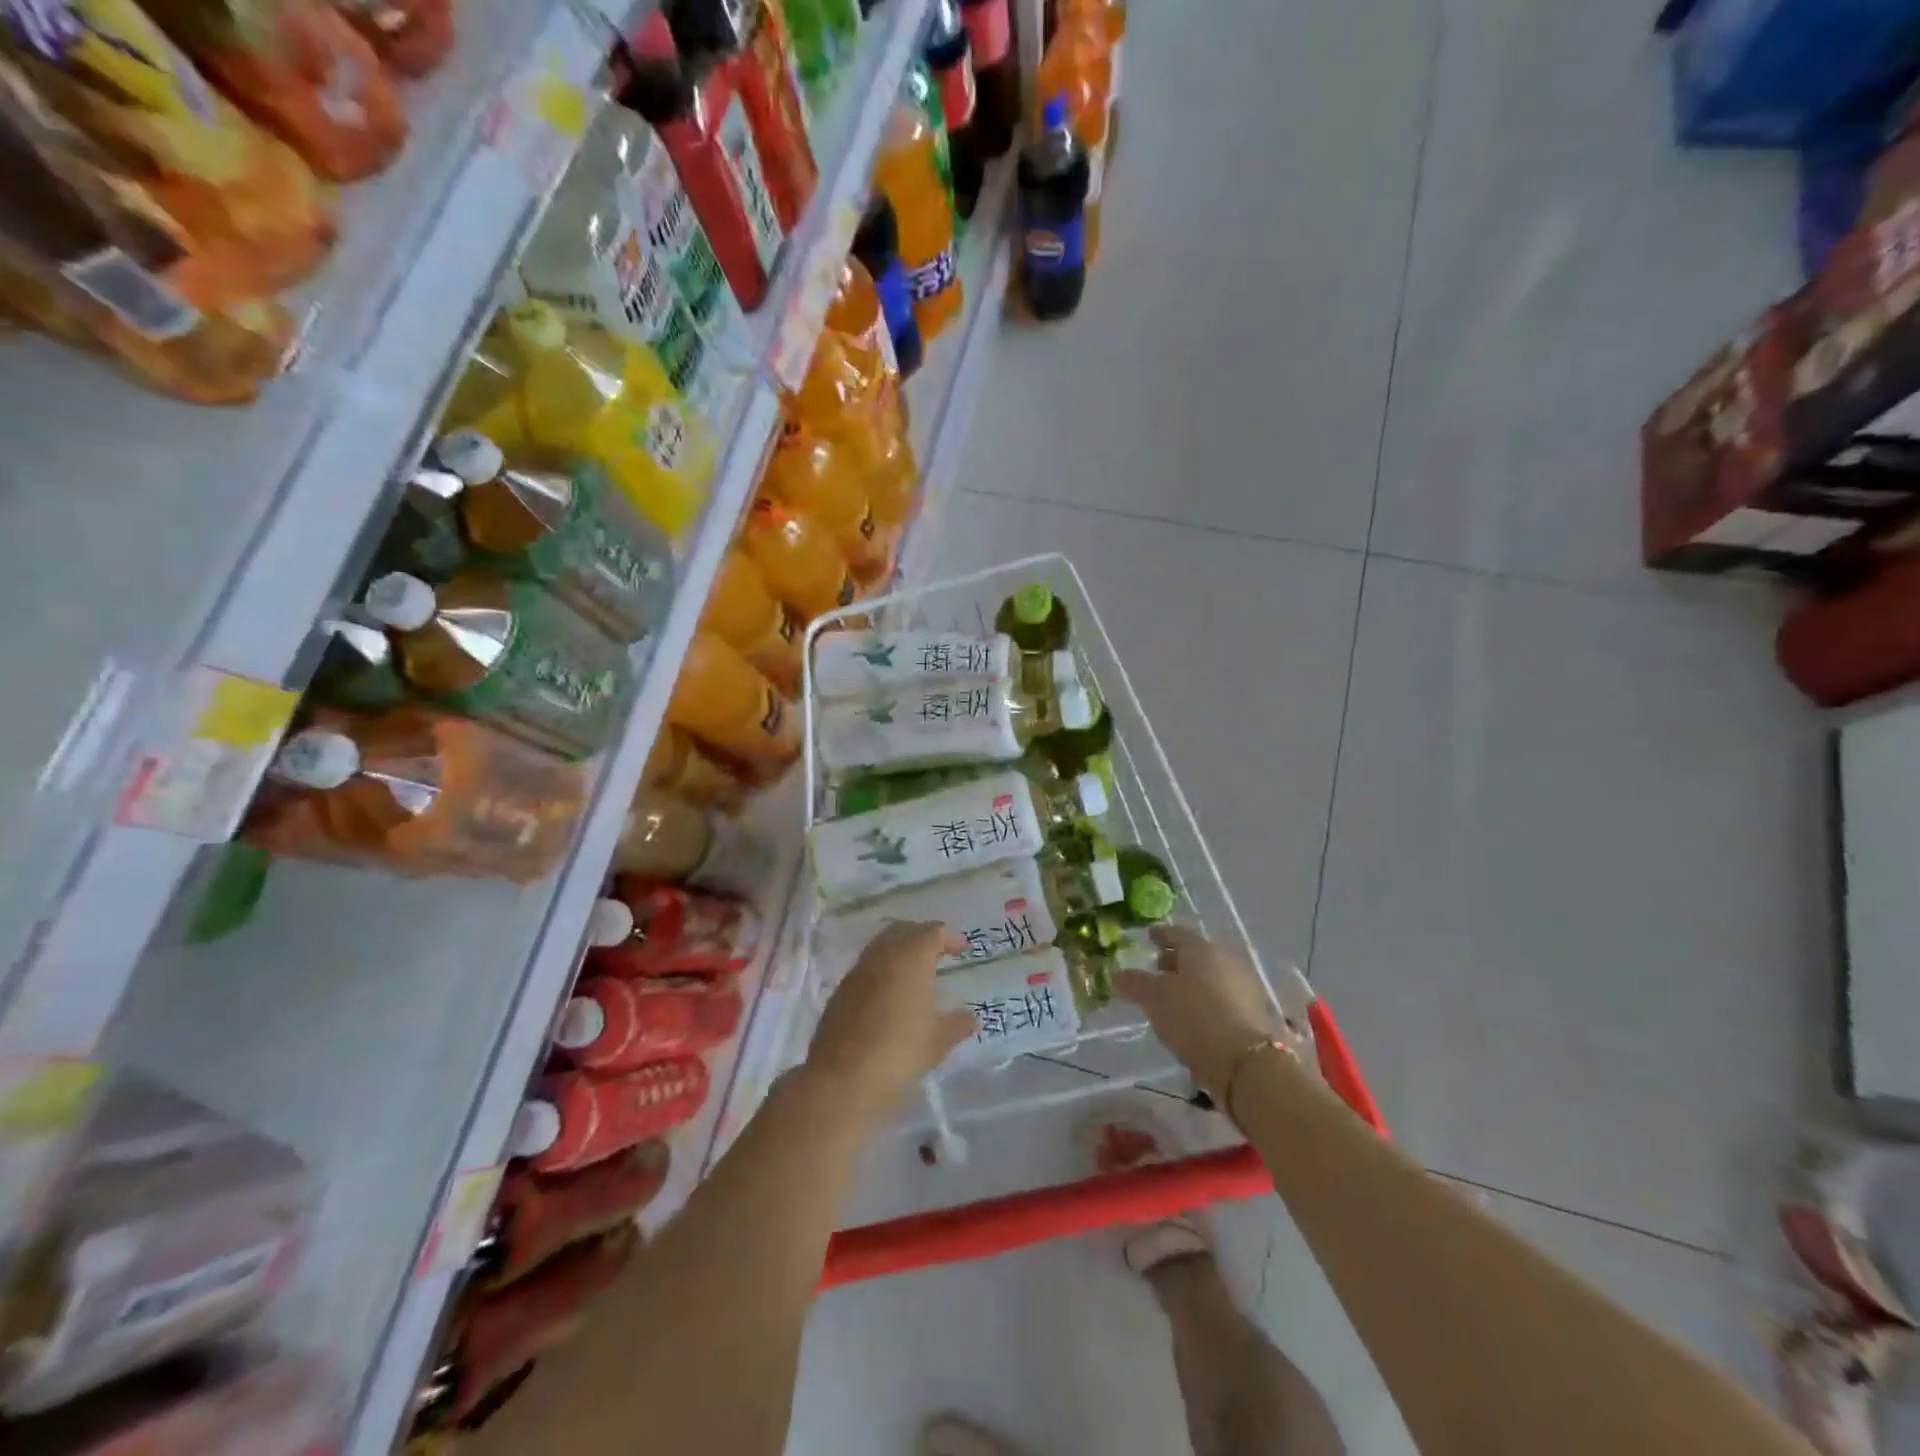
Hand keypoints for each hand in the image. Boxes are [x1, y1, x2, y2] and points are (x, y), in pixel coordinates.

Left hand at [806, 921, 976, 1117]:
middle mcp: (883, 955)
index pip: (933, 932)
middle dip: (923, 935)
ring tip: (916, 971)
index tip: (962, 950)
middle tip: (939, 951)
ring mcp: (858, 970)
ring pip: (882, 945)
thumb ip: (957, 1024)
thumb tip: (970, 1018)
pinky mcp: (842, 989)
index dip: (950, 938)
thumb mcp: (937, 1040)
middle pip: (904, 930)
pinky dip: (883, 968)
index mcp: (911, 957)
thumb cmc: (899, 1051)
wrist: (842, 1076)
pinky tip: (891, 992)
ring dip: (900, 950)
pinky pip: (867, 966)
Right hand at [1113, 925, 1292, 1100]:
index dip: (1160, 935)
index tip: (1149, 936)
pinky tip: (1193, 1016)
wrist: (1245, 1062)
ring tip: (1172, 997)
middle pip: (1196, 955)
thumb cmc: (1193, 1017)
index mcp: (1200, 949)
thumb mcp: (1155, 1000)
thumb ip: (1136, 984)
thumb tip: (1118, 976)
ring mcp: (1243, 986)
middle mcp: (1225, 960)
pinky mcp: (1252, 1013)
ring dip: (1192, 982)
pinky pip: (1221, 997)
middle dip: (1176, 960)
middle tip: (1157, 968)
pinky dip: (1205, 1000)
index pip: (1176, 933)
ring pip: (1210, 976)